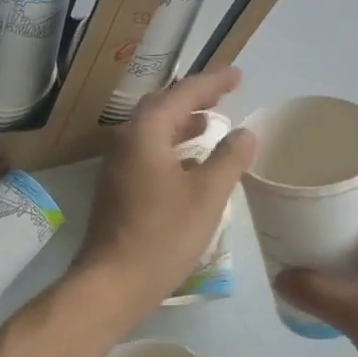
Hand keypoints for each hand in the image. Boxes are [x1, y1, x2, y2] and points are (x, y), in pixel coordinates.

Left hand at [71, 68, 257, 315]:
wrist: (113, 282)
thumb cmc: (163, 235)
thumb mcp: (207, 195)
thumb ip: (229, 159)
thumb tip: (245, 133)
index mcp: (146, 133)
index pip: (183, 93)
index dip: (213, 82)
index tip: (238, 74)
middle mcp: (126, 140)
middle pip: (162, 106)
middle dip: (194, 97)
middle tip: (223, 94)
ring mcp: (118, 165)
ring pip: (153, 130)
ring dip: (182, 122)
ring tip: (211, 122)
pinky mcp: (118, 187)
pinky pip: (149, 151)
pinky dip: (172, 146)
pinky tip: (191, 162)